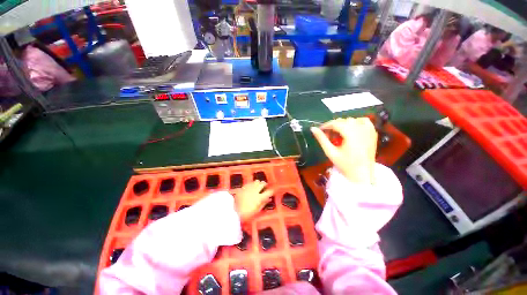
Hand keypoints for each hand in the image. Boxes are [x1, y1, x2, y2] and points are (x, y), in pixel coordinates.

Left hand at [234, 180, 273, 221]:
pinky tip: (252, 185)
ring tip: (259, 184)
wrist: (233, 211)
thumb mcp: (257, 210)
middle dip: (264, 184)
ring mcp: (249, 188)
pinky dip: (252, 184)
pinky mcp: (243, 188)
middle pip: (262, 184)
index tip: (271, 192)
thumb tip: (269, 199)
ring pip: (256, 182)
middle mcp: (255, 191)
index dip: (271, 191)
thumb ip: (263, 203)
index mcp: (260, 197)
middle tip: (265, 186)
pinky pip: (249, 183)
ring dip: (258, 183)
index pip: (269, 192)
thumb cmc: (247, 214)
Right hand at [311, 118, 377, 183]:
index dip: (326, 125)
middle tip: (328, 135)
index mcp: (351, 134)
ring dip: (344, 124)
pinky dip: (356, 122)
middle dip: (334, 126)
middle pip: (344, 121)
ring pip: (353, 120)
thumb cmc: (345, 165)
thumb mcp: (330, 152)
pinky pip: (364, 121)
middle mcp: (361, 130)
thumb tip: (313, 128)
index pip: (336, 123)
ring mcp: (369, 131)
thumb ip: (321, 139)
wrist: (362, 174)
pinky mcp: (373, 133)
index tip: (319, 130)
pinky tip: (351, 130)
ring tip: (339, 134)